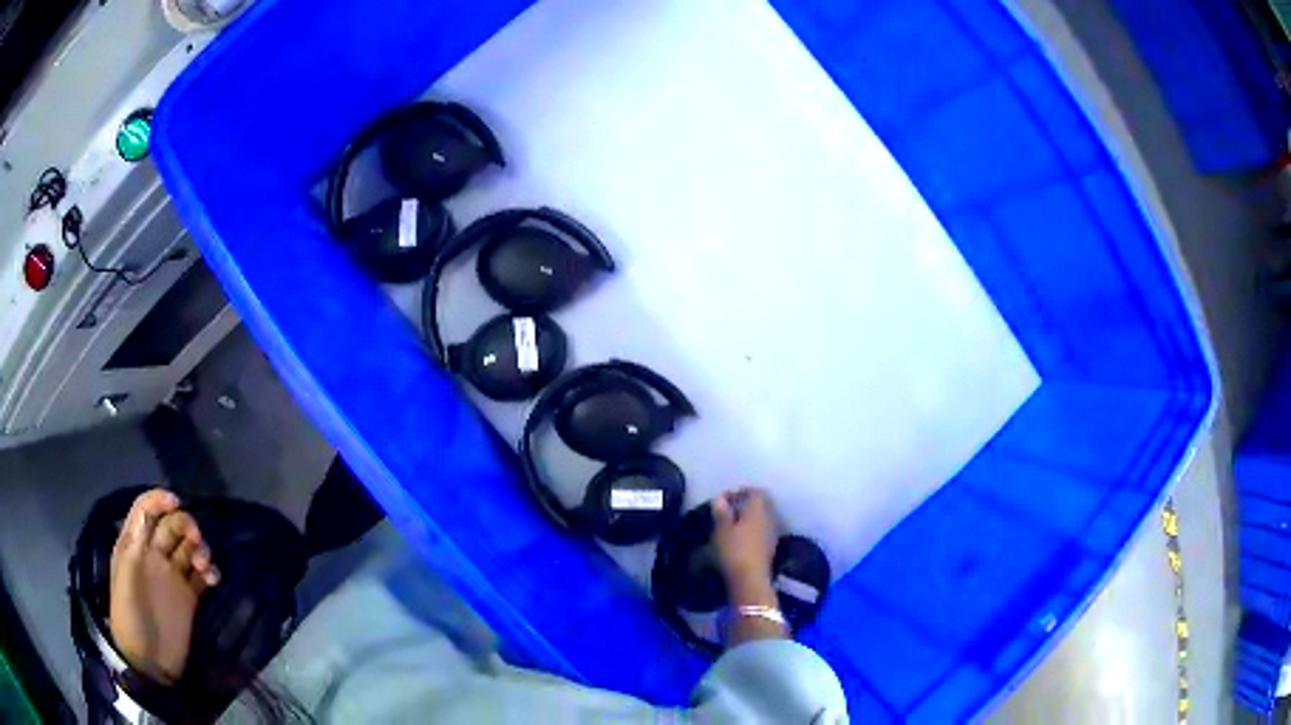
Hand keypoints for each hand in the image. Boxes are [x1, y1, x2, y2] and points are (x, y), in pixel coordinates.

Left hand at [109, 489, 219, 685]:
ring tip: (205, 565)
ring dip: (199, 547)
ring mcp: (172, 576)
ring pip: (188, 547)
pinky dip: (210, 571)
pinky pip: (202, 574)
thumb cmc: (130, 616)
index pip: (145, 510)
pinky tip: (213, 579)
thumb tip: (147, 512)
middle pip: (171, 525)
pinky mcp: (189, 597)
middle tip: (196, 540)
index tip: (177, 502)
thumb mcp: (126, 578)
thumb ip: (135, 546)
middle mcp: (153, 555)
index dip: (159, 500)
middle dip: (185, 524)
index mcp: (134, 545)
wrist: (149, 662)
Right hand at [712, 488, 786, 643]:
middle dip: (745, 505)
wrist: (750, 580)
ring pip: (762, 518)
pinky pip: (762, 531)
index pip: (755, 492)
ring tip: (731, 526)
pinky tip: (739, 539)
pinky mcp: (770, 547)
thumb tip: (720, 498)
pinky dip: (752, 530)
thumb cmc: (735, 551)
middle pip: (761, 504)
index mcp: (758, 510)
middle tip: (727, 511)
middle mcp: (769, 518)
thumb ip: (722, 513)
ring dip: (749, 518)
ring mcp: (772, 533)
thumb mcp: (722, 530)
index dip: (741, 492)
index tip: (725, 499)